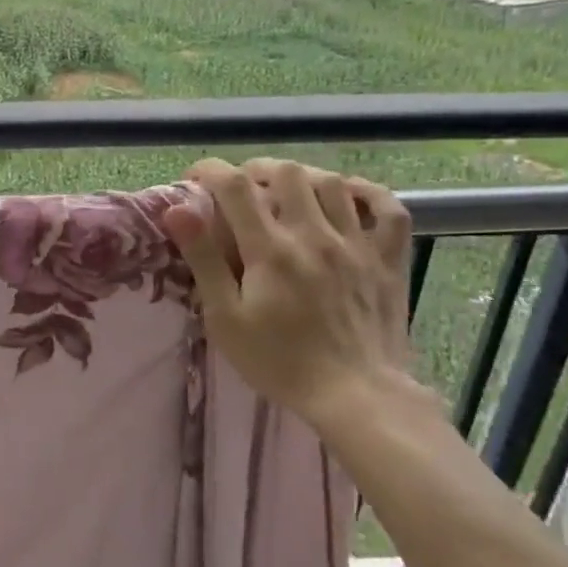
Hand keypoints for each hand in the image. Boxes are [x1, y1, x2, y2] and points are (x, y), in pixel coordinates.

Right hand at [163, 158, 424, 425]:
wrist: (355, 396)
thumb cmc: (279, 362)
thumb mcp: (226, 319)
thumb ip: (204, 260)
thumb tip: (179, 210)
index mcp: (271, 249)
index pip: (234, 187)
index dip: (210, 171)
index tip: (195, 179)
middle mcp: (315, 234)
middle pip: (286, 173)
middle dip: (256, 170)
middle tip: (241, 189)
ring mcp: (357, 243)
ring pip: (332, 182)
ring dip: (302, 177)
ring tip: (286, 191)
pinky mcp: (388, 259)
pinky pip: (388, 208)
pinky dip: (367, 192)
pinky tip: (348, 196)